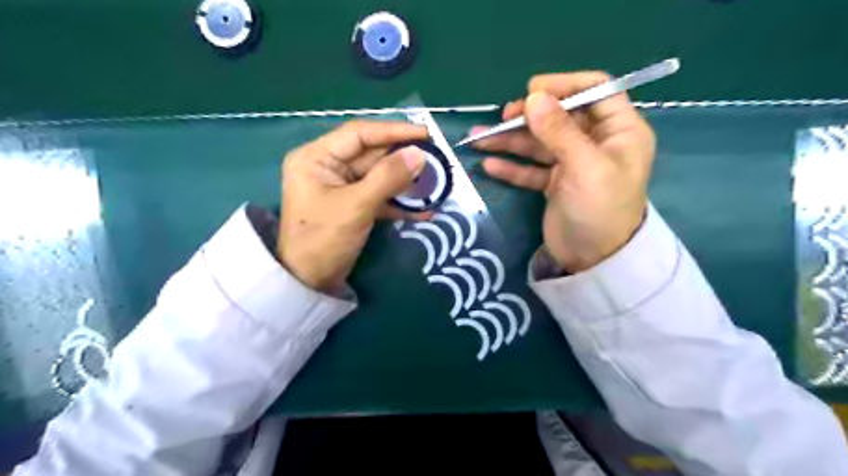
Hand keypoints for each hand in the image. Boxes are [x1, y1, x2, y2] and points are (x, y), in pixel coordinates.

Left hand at [281, 118, 430, 288]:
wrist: (309, 283)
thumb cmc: (323, 239)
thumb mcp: (356, 206)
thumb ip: (388, 177)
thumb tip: (420, 154)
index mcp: (317, 157)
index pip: (360, 134)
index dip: (394, 131)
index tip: (425, 134)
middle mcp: (328, 166)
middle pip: (372, 154)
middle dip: (403, 159)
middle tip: (436, 160)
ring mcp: (341, 187)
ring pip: (379, 176)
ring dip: (405, 182)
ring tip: (434, 184)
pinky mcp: (353, 206)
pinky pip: (379, 197)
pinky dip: (399, 203)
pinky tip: (423, 211)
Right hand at [477, 70, 653, 271]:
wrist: (593, 260)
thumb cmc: (599, 209)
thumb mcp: (584, 166)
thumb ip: (559, 131)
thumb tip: (533, 97)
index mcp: (619, 130)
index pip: (595, 90)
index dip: (564, 85)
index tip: (531, 92)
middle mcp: (596, 142)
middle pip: (560, 116)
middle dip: (529, 117)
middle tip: (502, 119)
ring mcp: (573, 163)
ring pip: (540, 143)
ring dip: (510, 141)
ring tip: (479, 140)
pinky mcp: (555, 183)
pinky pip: (531, 168)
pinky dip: (512, 166)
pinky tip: (489, 165)